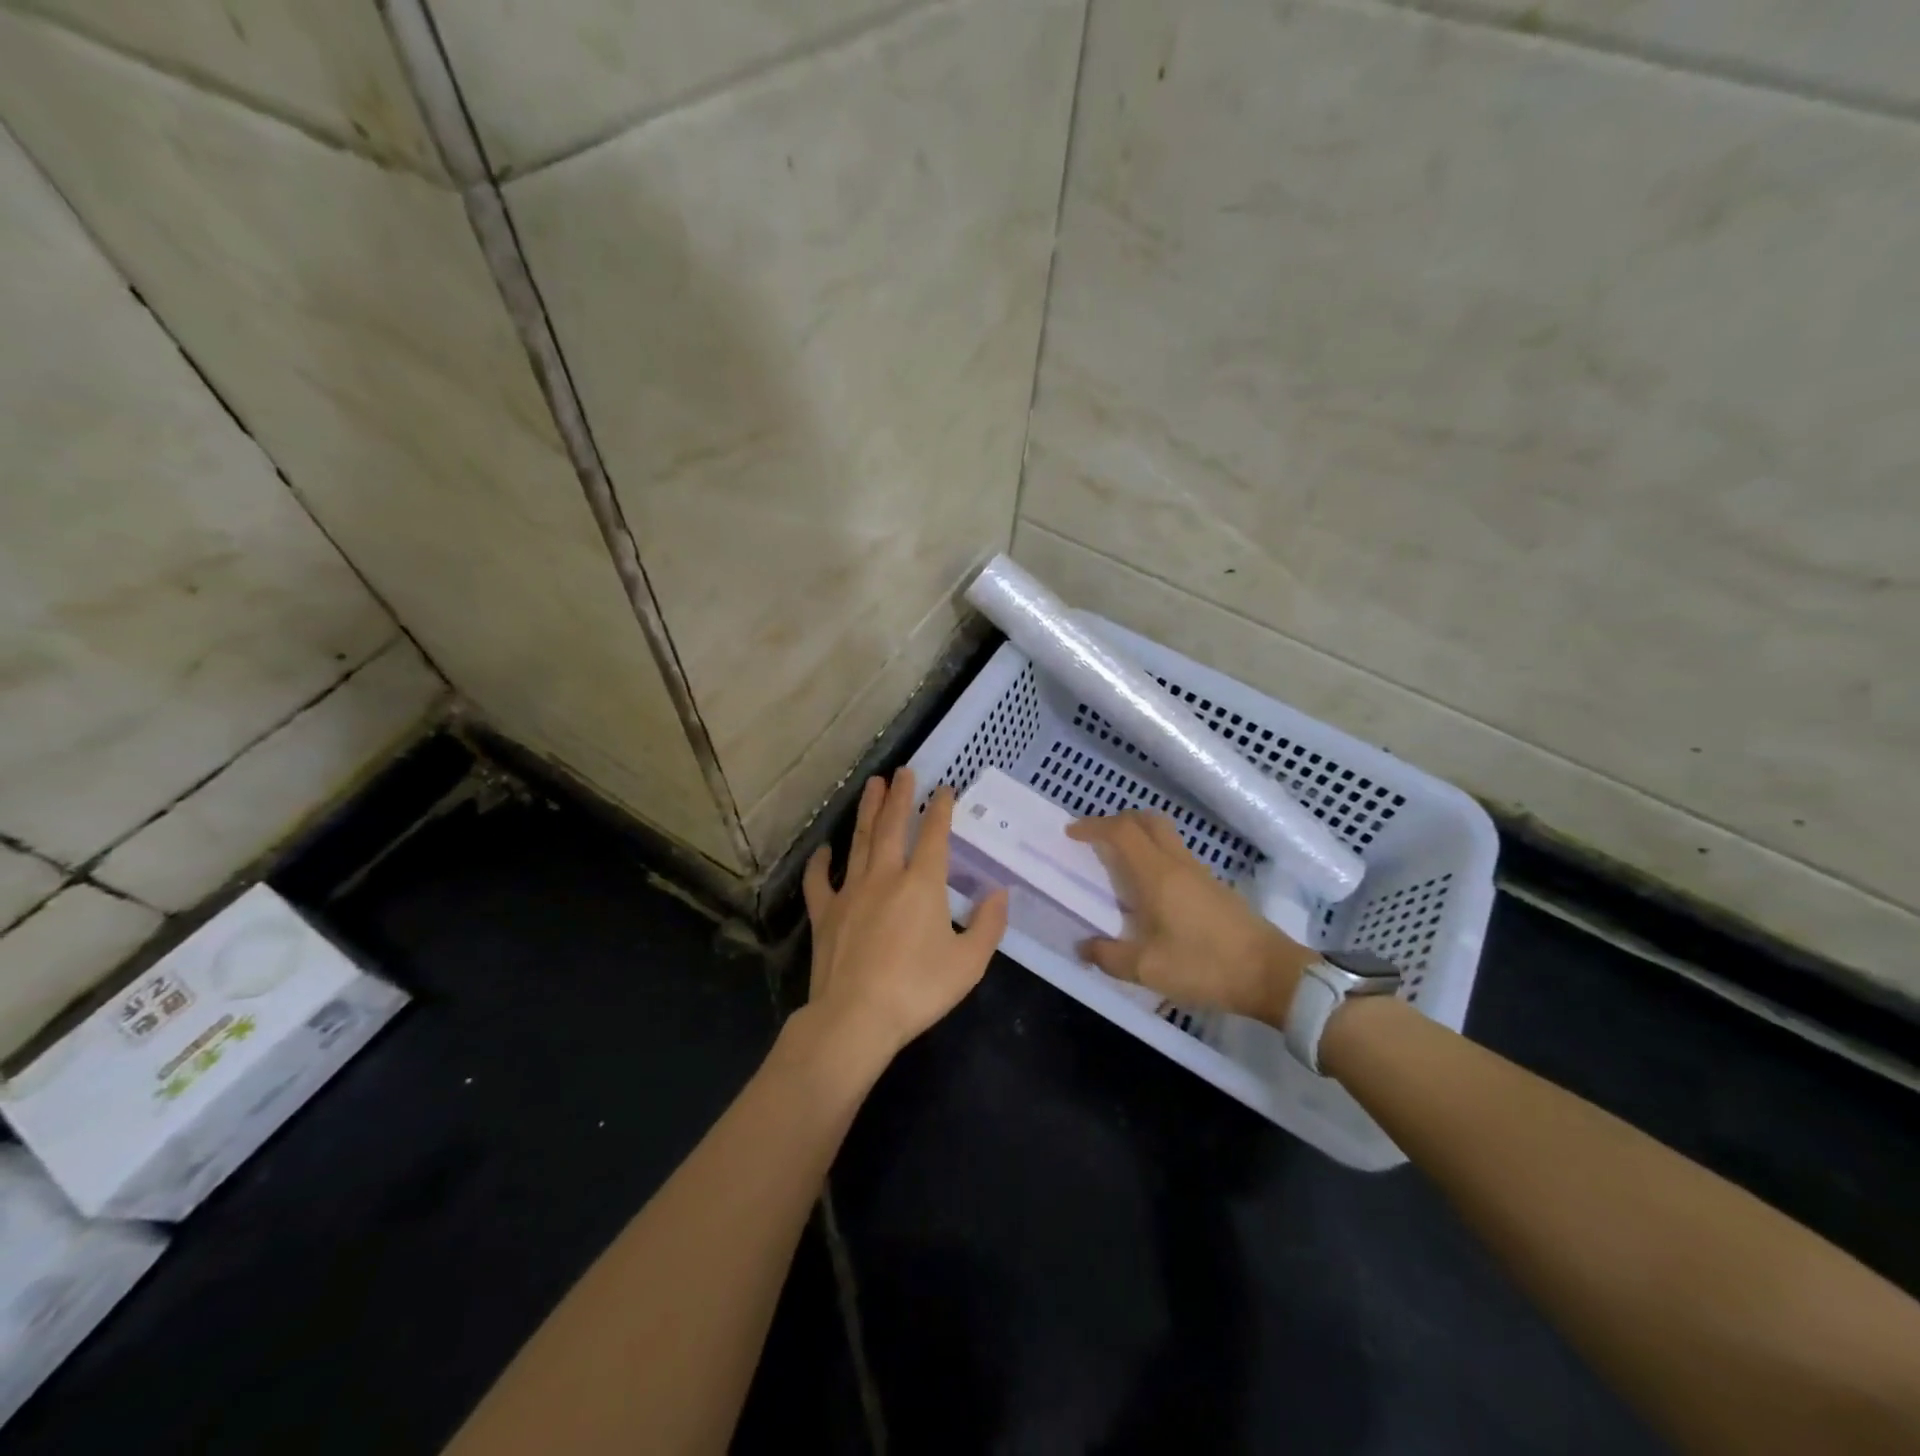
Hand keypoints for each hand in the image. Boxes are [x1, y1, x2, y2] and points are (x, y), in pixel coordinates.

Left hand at [802, 769, 1008, 1065]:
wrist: (856, 1017)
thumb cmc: (918, 990)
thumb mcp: (969, 962)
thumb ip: (988, 924)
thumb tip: (998, 892)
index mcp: (922, 884)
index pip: (935, 835)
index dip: (941, 809)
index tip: (945, 788)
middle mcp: (885, 876)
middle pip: (893, 826)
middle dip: (900, 796)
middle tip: (903, 771)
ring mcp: (850, 892)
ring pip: (860, 842)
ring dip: (868, 812)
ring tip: (872, 786)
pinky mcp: (825, 913)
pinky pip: (819, 881)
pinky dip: (820, 862)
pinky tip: (823, 849)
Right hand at [1067, 811, 1314, 1026]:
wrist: (1272, 974)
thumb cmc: (1205, 966)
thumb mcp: (1148, 969)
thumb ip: (1109, 956)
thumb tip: (1083, 946)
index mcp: (1157, 875)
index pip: (1121, 831)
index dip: (1094, 826)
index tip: (1072, 833)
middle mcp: (1177, 864)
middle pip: (1146, 821)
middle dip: (1117, 822)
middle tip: (1096, 840)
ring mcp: (1200, 873)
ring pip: (1164, 836)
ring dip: (1138, 837)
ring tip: (1117, 864)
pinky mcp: (1214, 887)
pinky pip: (1176, 855)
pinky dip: (1154, 856)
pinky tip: (1149, 890)